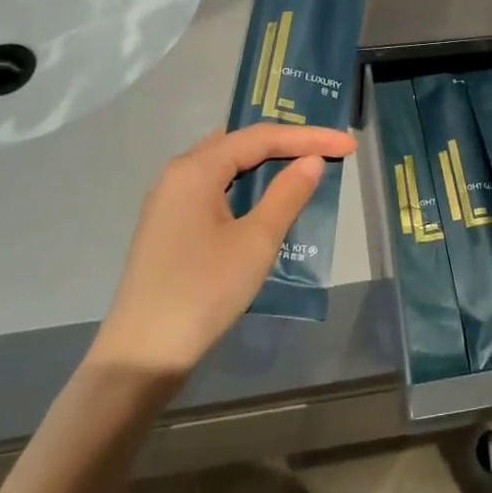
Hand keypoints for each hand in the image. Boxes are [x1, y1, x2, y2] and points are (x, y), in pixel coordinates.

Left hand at [88, 123, 355, 376]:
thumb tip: (311, 161)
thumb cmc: (203, 291)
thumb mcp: (256, 241)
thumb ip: (287, 195)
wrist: (142, 355)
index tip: (348, 144)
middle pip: (241, 144)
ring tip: (306, 167)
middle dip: (287, 143)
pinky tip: (268, 201)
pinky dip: (248, 188)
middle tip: (328, 148)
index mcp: (195, 169)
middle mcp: (178, 174)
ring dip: (267, 165)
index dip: (308, 136)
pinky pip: (217, 190)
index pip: (261, 137)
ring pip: (227, 168)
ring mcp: (170, 202)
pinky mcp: (171, 227)